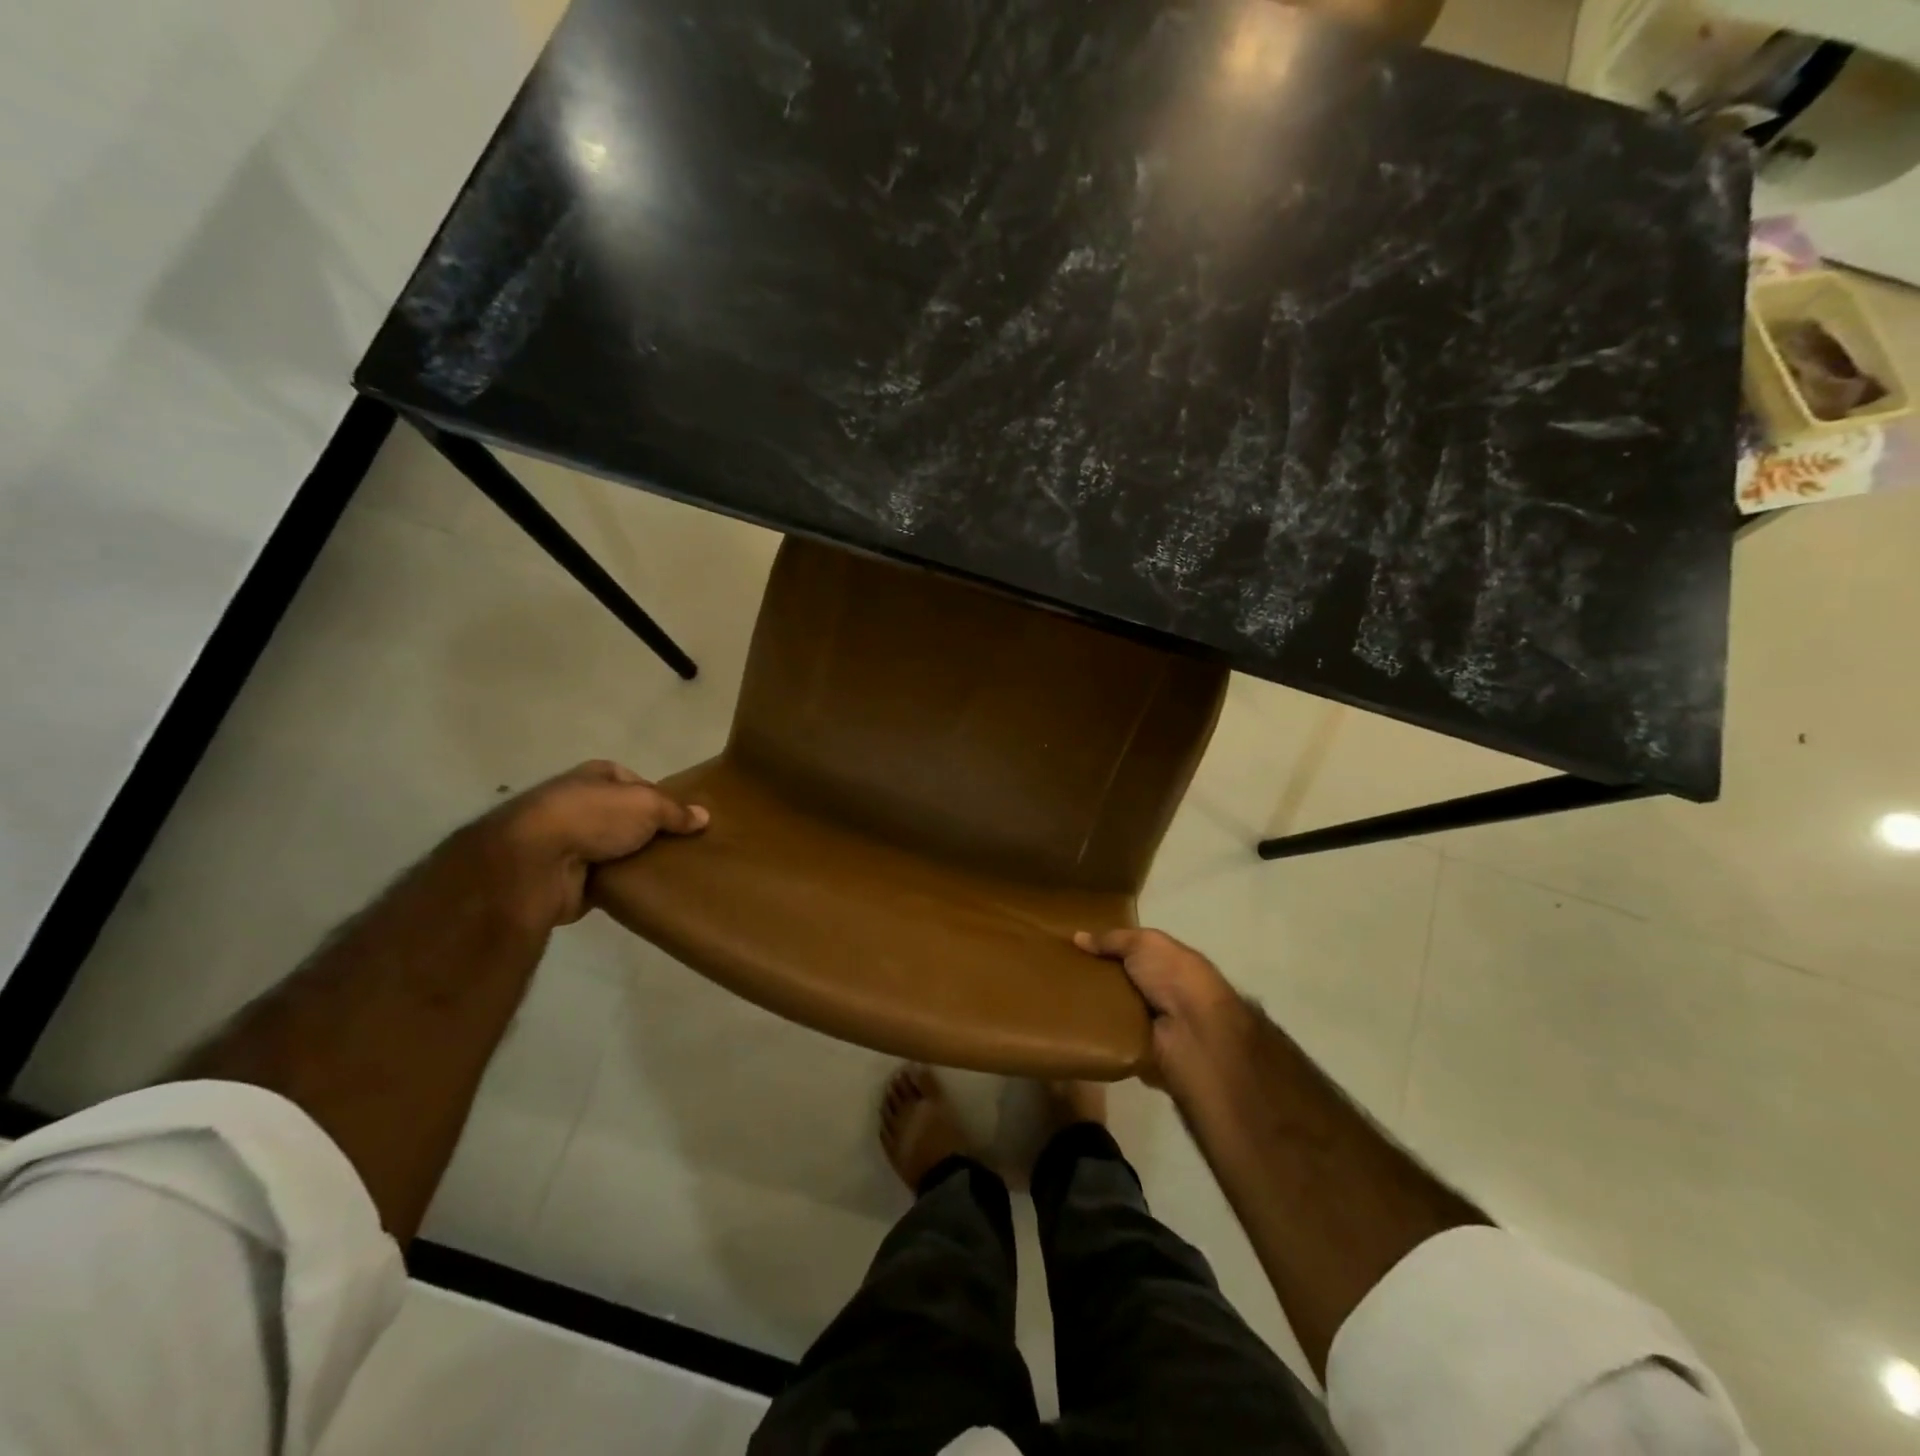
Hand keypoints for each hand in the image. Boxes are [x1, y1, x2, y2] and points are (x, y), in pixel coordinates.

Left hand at [473, 760, 708, 928]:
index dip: (661, 798)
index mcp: (596, 776)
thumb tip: (704, 816)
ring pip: (616, 849)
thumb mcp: (647, 805)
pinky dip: (623, 884)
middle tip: (684, 847)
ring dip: (636, 859)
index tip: (684, 819)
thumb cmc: (593, 817)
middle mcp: (581, 803)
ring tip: (673, 870)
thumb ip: (676, 812)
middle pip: (627, 817)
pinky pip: (607, 879)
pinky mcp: (568, 877)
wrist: (535, 863)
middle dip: (650, 832)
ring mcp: (571, 841)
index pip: (637, 782)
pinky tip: (648, 890)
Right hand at [1074, 927, 1254, 1094]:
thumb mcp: (1143, 943)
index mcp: (1168, 961)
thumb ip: (1112, 938)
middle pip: (1119, 979)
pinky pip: (1109, 1034)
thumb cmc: (1173, 976)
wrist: (1192, 1031)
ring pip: (1112, 1007)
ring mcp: (1149, 1020)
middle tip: (1059, 971)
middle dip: (1094, 976)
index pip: (1132, 951)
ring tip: (1057, 995)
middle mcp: (1160, 989)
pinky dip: (1094, 1029)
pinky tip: (1068, 1021)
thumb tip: (1078, 936)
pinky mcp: (1138, 1046)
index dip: (1107, 947)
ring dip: (1091, 1004)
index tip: (1075, 946)